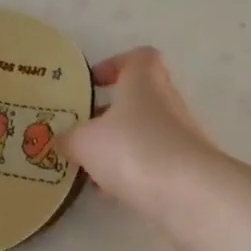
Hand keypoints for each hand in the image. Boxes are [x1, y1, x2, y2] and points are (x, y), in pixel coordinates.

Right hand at [63, 47, 220, 226]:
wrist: (188, 193)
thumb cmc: (133, 148)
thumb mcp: (85, 142)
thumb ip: (69, 138)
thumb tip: (62, 140)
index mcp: (144, 80)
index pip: (138, 57)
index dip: (115, 64)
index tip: (93, 83)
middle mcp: (166, 101)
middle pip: (138, 99)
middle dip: (109, 115)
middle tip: (81, 132)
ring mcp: (180, 135)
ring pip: (142, 134)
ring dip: (118, 147)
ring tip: (89, 167)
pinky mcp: (185, 167)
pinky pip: (152, 162)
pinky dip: (131, 172)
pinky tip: (110, 191)